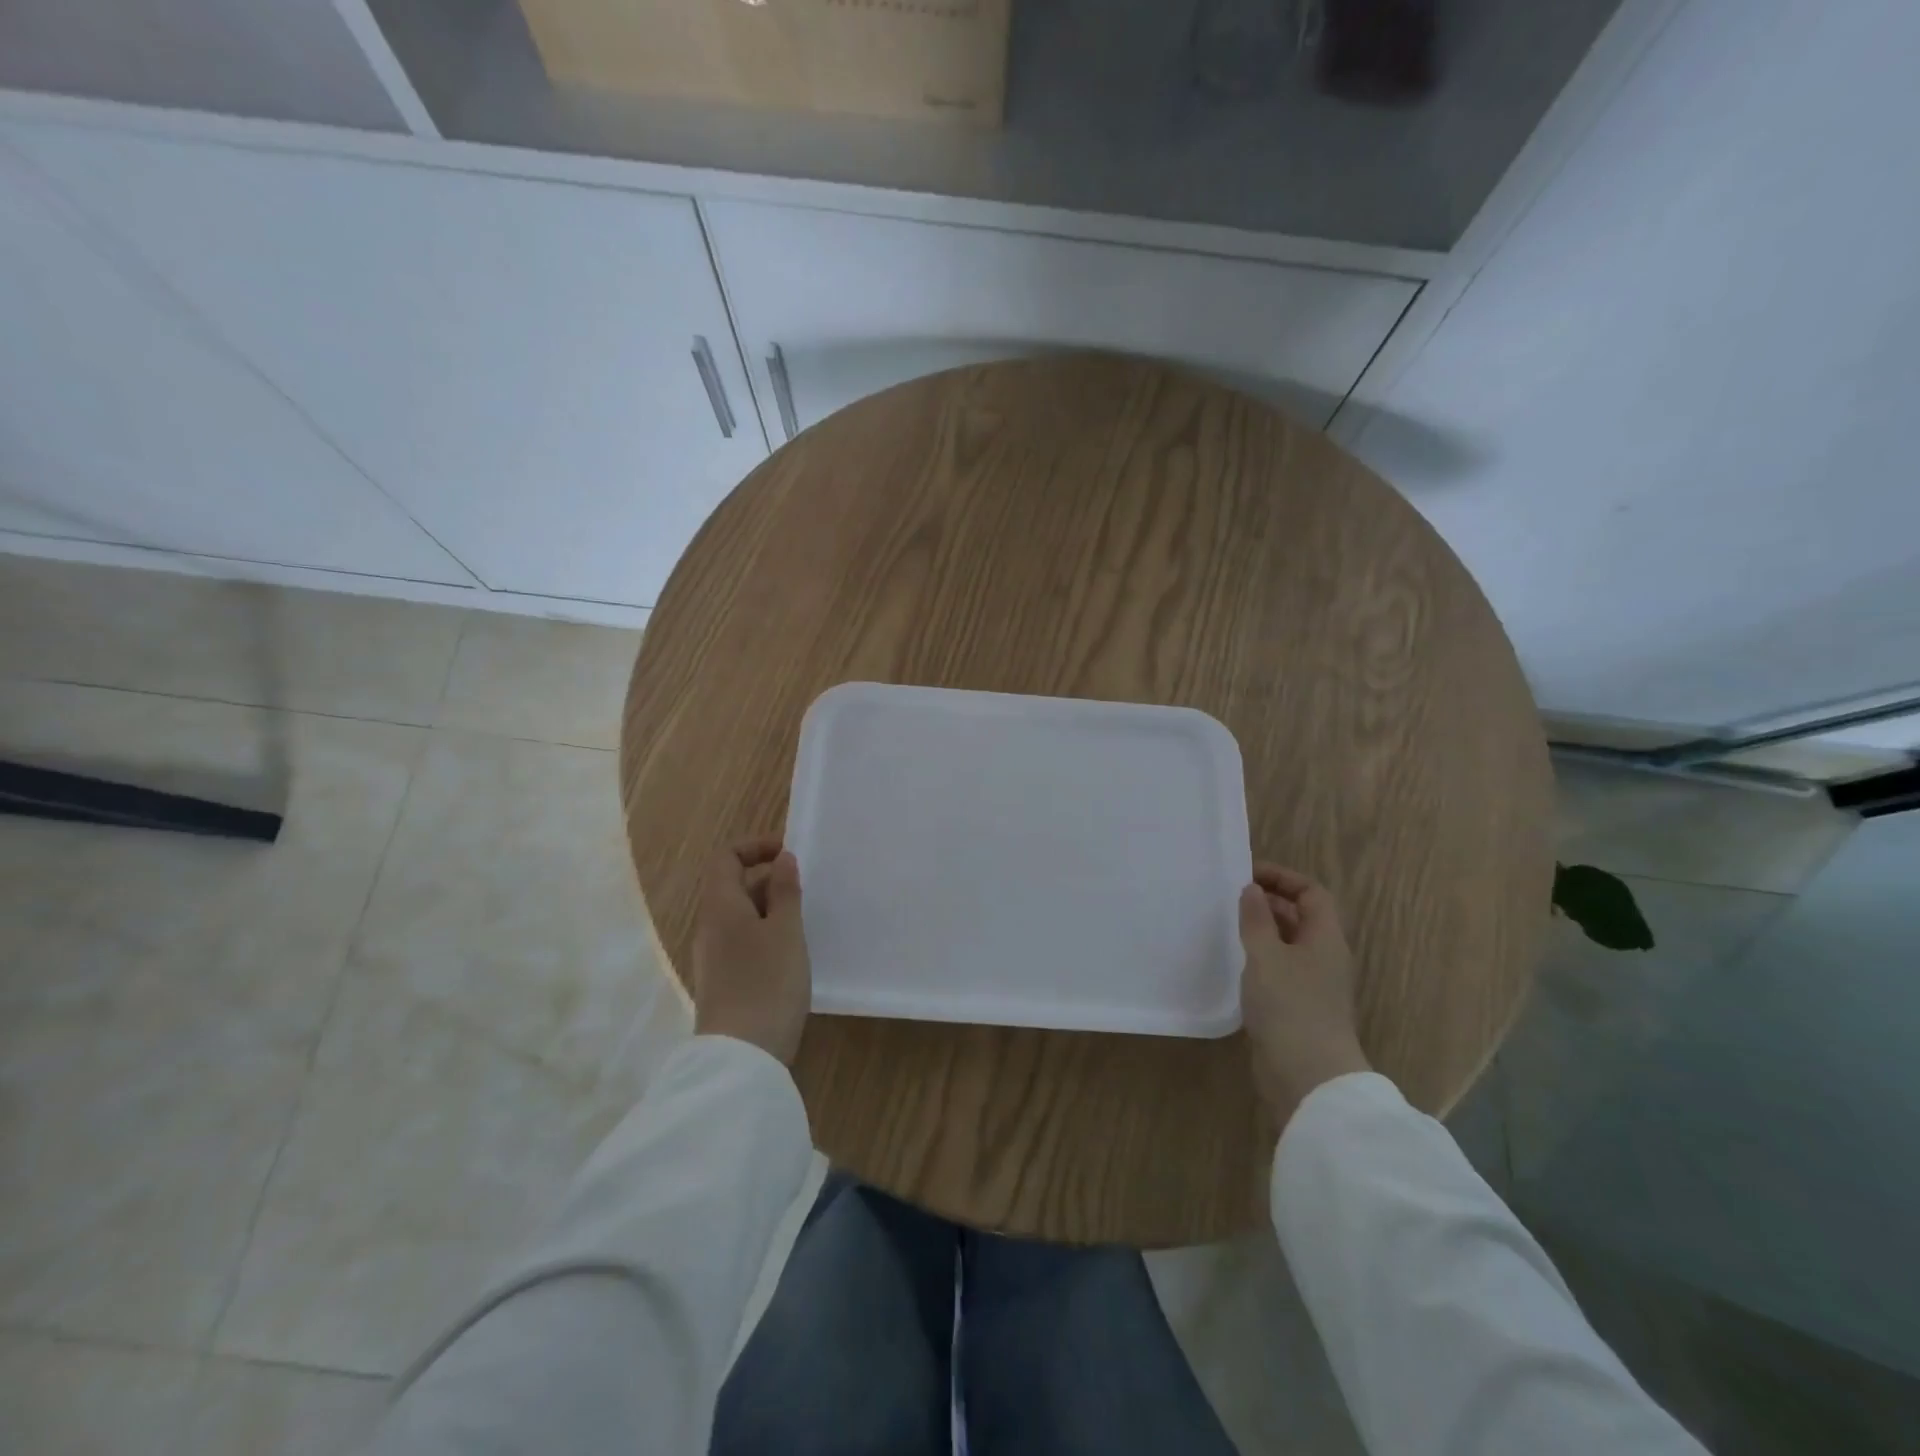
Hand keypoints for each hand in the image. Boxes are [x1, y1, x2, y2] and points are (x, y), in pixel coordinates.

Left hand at [691, 836, 809, 1064]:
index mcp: (720, 906)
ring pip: (741, 916)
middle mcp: (710, 927)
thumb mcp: (786, 931)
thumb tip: (782, 859)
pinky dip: (767, 935)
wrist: (742, 1056)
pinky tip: (791, 954)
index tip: (790, 854)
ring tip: (805, 920)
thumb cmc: (767, 983)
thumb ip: (785, 891)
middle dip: (769, 879)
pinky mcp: (724, 981)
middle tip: (807, 890)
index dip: (755, 847)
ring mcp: (714, 957)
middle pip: (733, 886)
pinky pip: (744, 941)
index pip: (725, 858)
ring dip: (771, 909)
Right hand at [1239, 863, 1371, 1129]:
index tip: (1247, 875)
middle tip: (1232, 898)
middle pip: (1303, 917)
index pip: (1312, 894)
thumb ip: (1257, 920)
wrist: (1308, 1076)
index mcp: (1326, 939)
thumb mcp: (1266, 955)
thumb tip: (1252, 890)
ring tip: (1228, 926)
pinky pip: (1281, 970)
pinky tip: (1235, 963)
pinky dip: (1260, 959)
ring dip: (1263, 931)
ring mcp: (1314, 985)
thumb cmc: (1290, 1006)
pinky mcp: (1299, 1009)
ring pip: (1290, 945)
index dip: (1283, 879)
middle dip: (1270, 902)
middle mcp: (1325, 958)